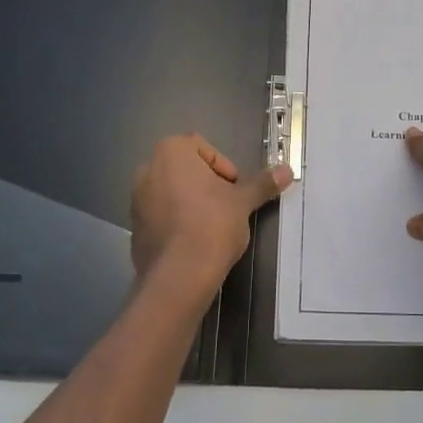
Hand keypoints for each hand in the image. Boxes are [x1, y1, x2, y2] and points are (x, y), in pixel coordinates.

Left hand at [130, 135, 290, 292]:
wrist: (179, 275)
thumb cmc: (212, 224)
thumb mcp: (243, 202)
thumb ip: (262, 184)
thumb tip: (287, 170)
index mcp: (171, 152)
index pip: (203, 147)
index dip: (224, 167)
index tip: (235, 189)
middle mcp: (147, 169)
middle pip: (186, 169)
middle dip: (207, 185)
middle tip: (226, 207)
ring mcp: (136, 199)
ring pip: (172, 193)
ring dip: (192, 203)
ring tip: (211, 227)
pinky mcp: (135, 227)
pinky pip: (161, 216)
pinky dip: (177, 222)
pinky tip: (193, 243)